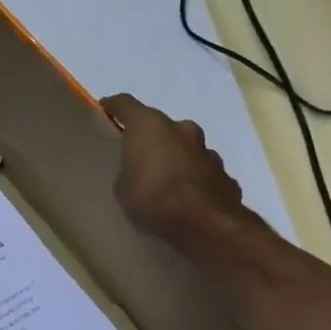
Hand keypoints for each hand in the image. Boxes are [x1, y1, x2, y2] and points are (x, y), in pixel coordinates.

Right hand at [100, 93, 250, 246]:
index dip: (113, 106)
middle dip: (150, 138)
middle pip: (161, 126)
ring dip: (175, 157)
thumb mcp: (122, 187)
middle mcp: (181, 130)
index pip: (125, 104)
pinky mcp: (226, 174)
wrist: (206, 225)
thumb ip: (129, 171)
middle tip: (137, 155)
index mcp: (150, 126)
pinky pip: (202, 170)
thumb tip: (138, 172)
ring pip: (185, 147)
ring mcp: (208, 151)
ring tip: (164, 180)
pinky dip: (193, 178)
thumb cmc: (153, 198)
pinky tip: (186, 197)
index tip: (104, 111)